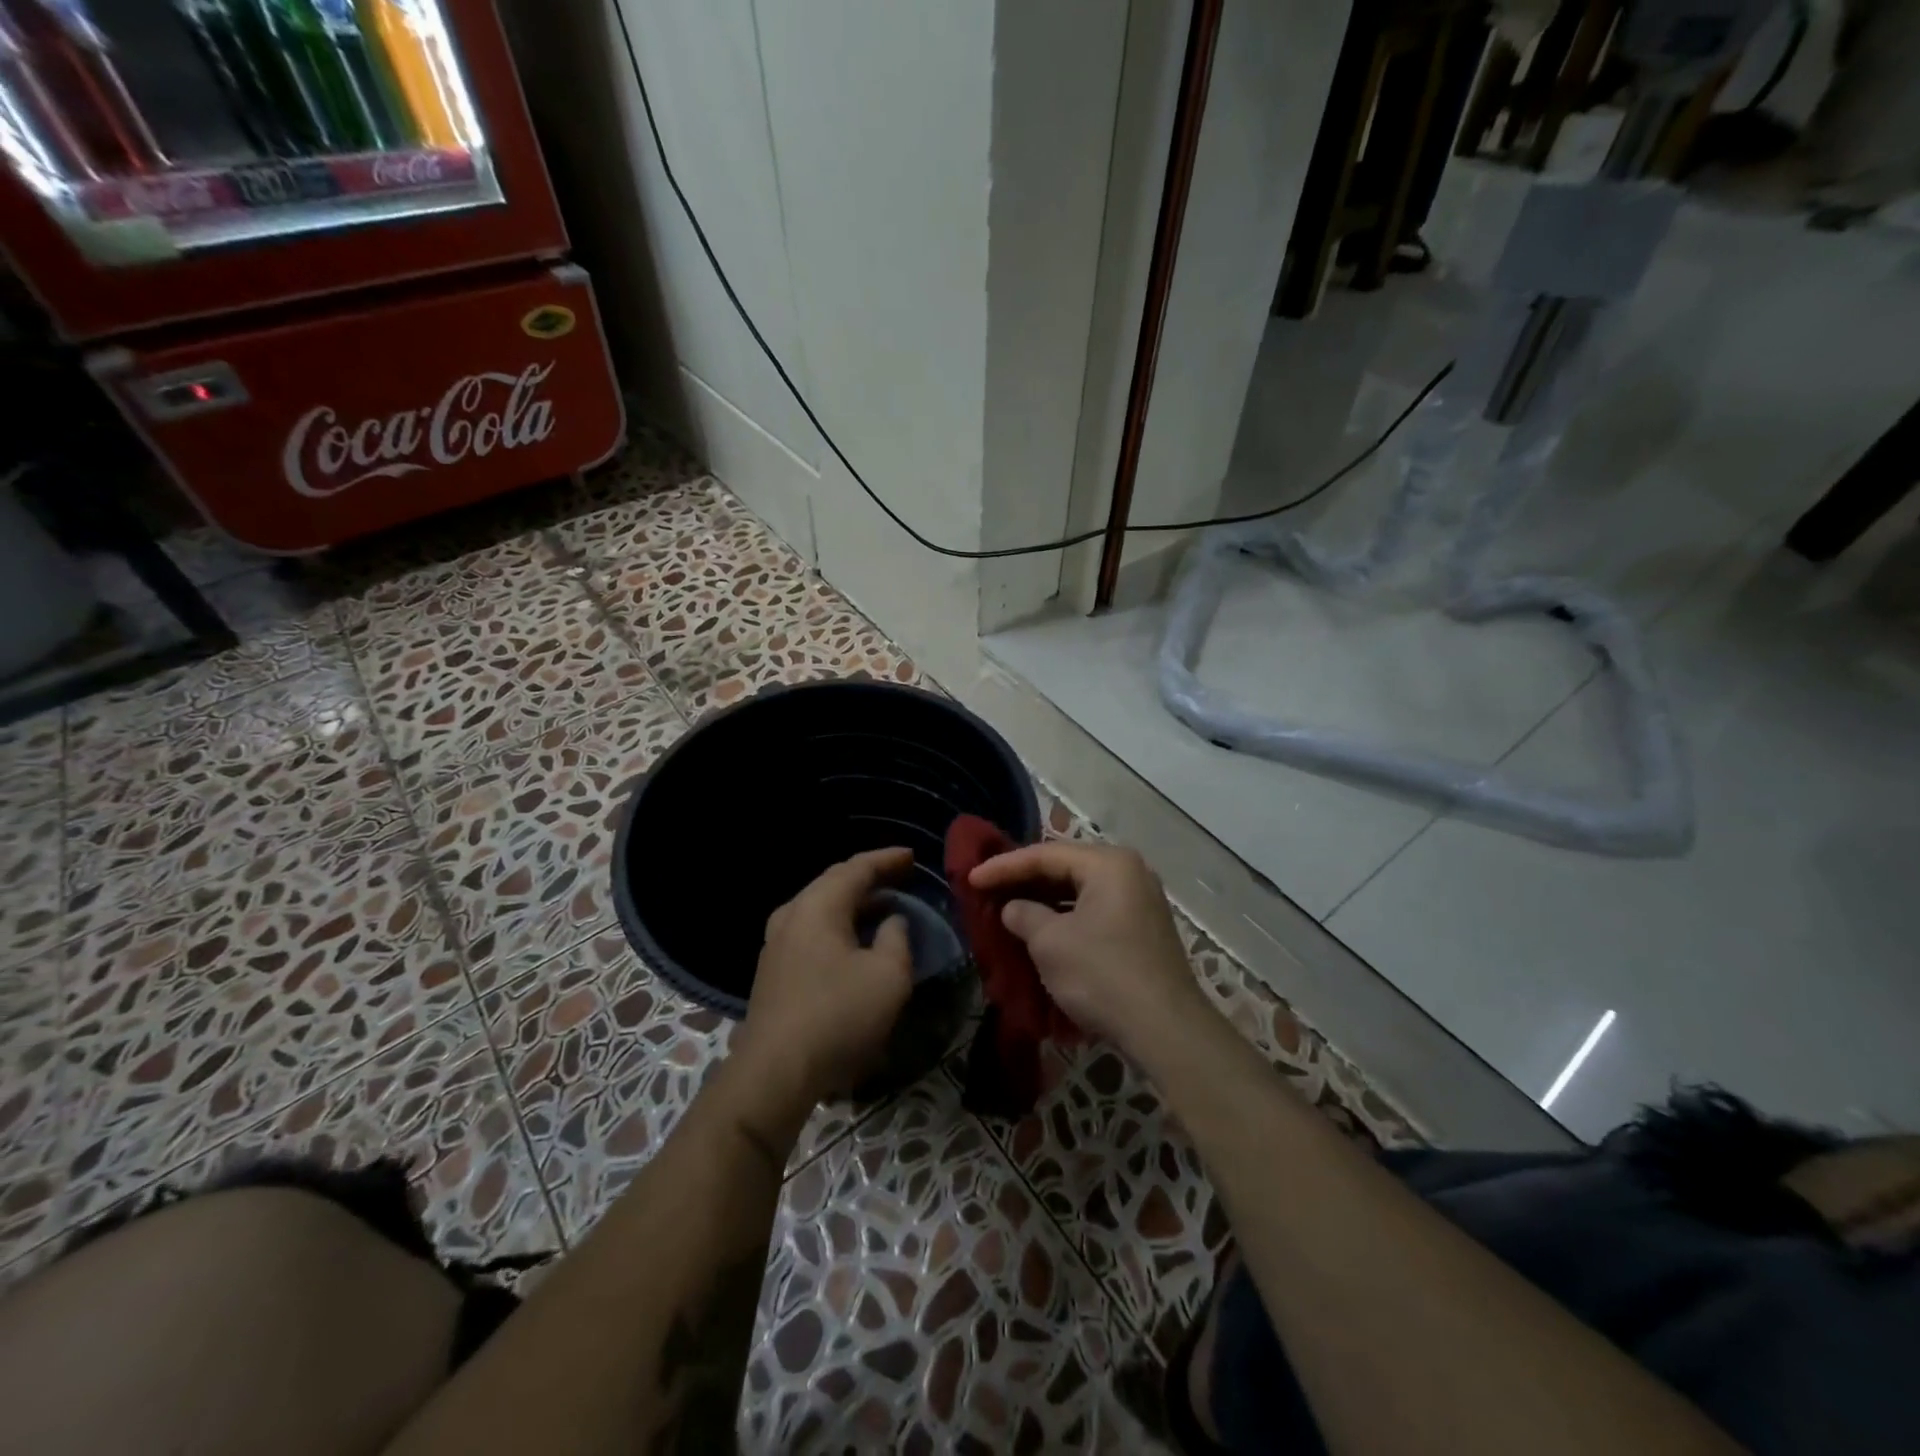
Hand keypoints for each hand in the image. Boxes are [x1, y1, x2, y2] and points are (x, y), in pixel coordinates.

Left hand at [734, 848, 915, 1111]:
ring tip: (882, 907)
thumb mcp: (888, 976)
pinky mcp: (773, 970)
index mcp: (818, 906)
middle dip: (869, 878)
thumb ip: (897, 938)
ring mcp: (776, 943)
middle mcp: (791, 915)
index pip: (856, 868)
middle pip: (834, 883)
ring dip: (853, 904)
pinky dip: (838, 925)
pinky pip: (811, 930)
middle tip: (900, 877)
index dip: (886, 859)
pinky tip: (854, 942)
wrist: (774, 1073)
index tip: (912, 856)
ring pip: (820, 908)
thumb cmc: (838, 1016)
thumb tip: (891, 922)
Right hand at [969, 841, 1209, 1059]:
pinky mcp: (1142, 929)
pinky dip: (1066, 917)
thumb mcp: (1050, 943)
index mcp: (1108, 864)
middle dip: (1024, 880)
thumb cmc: (1102, 975)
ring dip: (1044, 900)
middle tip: (987, 888)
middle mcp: (1129, 872)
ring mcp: (1140, 901)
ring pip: (1080, 891)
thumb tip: (1013, 909)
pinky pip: (1094, 910)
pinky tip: (1042, 930)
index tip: (971, 878)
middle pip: (1065, 867)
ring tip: (1008, 908)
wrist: (1166, 1030)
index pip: (1045, 855)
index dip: (1003, 866)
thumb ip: (1024, 915)